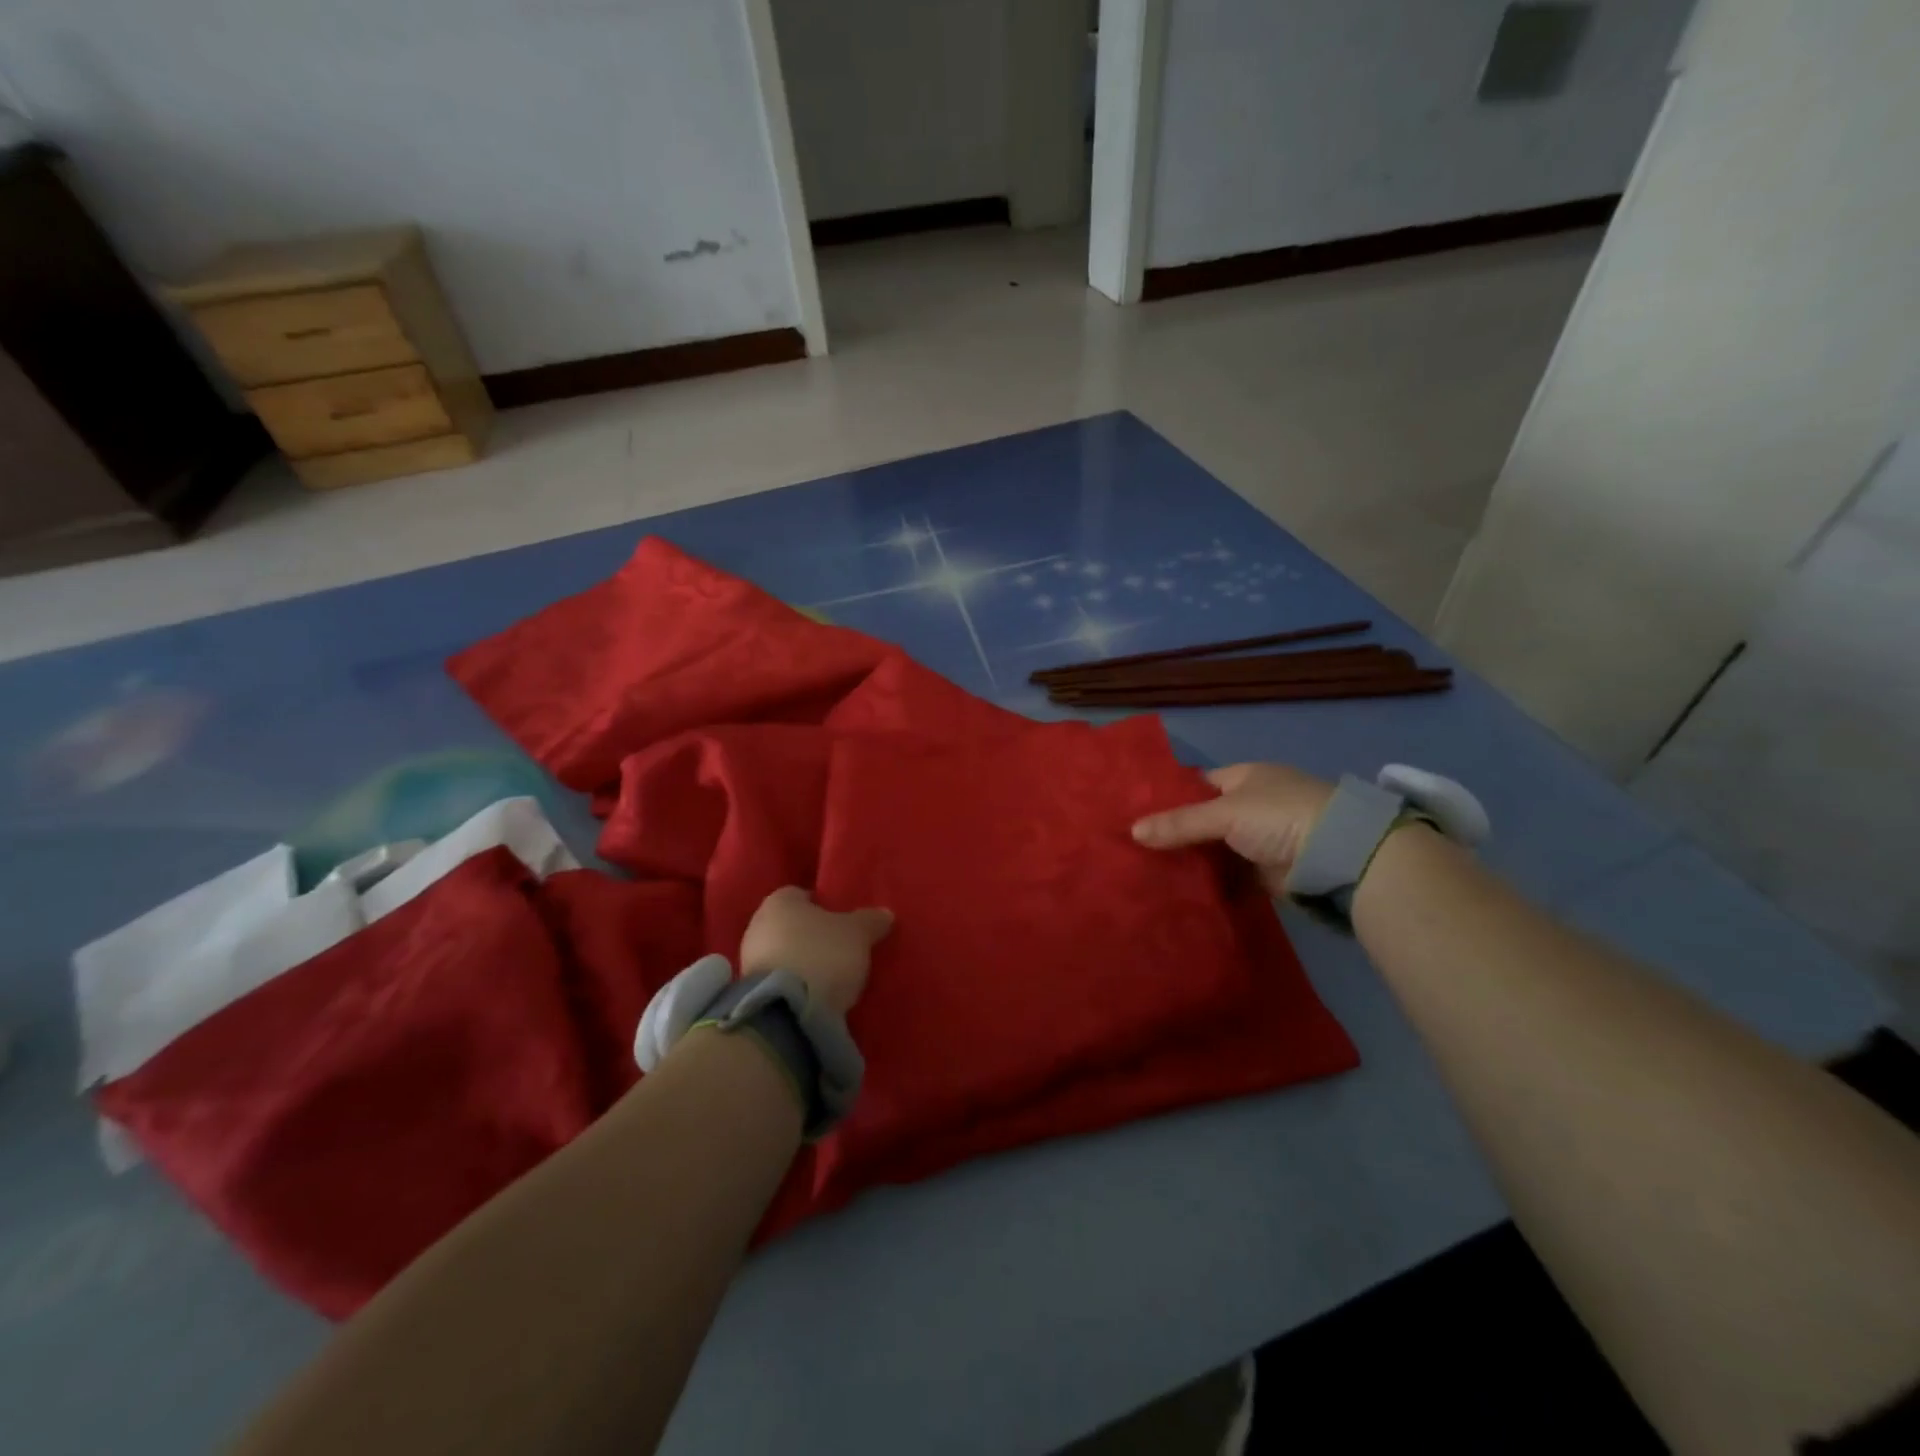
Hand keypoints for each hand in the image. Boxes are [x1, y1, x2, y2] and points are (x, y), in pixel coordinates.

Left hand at [739, 887, 892, 1015]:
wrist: (787, 1013)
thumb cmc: (822, 955)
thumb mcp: (858, 934)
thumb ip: (871, 920)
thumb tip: (884, 914)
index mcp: (779, 901)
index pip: (802, 894)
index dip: (824, 906)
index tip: (844, 922)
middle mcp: (757, 924)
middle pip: (791, 924)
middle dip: (813, 935)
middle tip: (841, 948)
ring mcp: (748, 960)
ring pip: (783, 952)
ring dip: (802, 961)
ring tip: (831, 976)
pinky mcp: (751, 993)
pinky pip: (779, 979)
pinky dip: (795, 983)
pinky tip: (814, 994)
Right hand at [1131, 762, 1334, 895]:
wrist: (1338, 855)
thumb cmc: (1279, 816)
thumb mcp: (1224, 813)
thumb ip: (1179, 823)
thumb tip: (1133, 831)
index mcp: (1244, 777)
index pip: (1196, 785)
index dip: (1168, 798)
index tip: (1136, 815)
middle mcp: (1251, 805)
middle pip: (1202, 819)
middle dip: (1174, 833)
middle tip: (1135, 848)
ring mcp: (1259, 838)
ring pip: (1214, 848)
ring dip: (1190, 860)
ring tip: (1148, 871)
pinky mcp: (1265, 870)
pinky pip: (1228, 874)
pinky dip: (1209, 881)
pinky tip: (1178, 888)